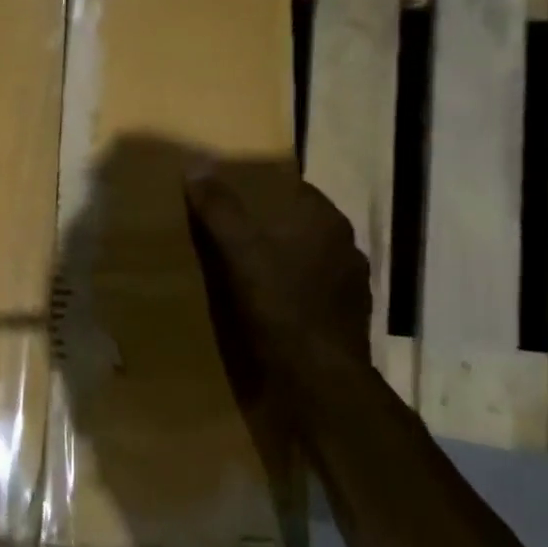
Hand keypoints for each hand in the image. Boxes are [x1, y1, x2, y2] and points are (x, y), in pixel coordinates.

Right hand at [183, 159, 375, 415]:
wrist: (319, 383)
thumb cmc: (280, 306)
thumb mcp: (239, 251)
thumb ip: (220, 207)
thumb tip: (197, 163)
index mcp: (326, 220)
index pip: (291, 189)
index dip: (259, 192)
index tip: (227, 199)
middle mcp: (345, 247)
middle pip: (297, 225)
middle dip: (267, 228)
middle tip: (226, 235)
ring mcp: (350, 287)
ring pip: (306, 261)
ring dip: (280, 263)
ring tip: (242, 272)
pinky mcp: (345, 321)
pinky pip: (310, 294)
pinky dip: (290, 295)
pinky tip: (265, 308)